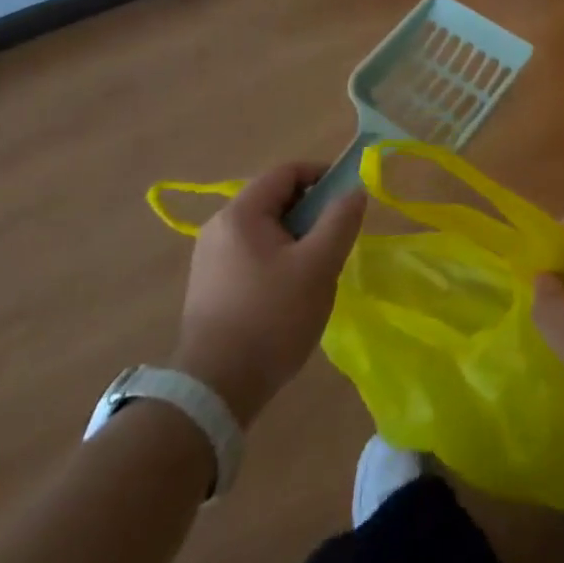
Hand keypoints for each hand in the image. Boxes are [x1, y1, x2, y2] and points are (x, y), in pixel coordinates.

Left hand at [171, 162, 364, 425]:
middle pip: (275, 198)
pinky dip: (277, 259)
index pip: (287, 171)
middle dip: (310, 212)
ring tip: (316, 270)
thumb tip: (354, 190)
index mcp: (241, 213)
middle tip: (334, 241)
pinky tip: (290, 294)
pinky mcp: (209, 286)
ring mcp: (209, 258)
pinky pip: (251, 254)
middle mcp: (219, 227)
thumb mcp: (318, 265)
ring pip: (265, 229)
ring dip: (296, 238)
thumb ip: (340, 220)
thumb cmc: (272, 318)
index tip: (347, 199)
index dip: (322, 175)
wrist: (214, 391)